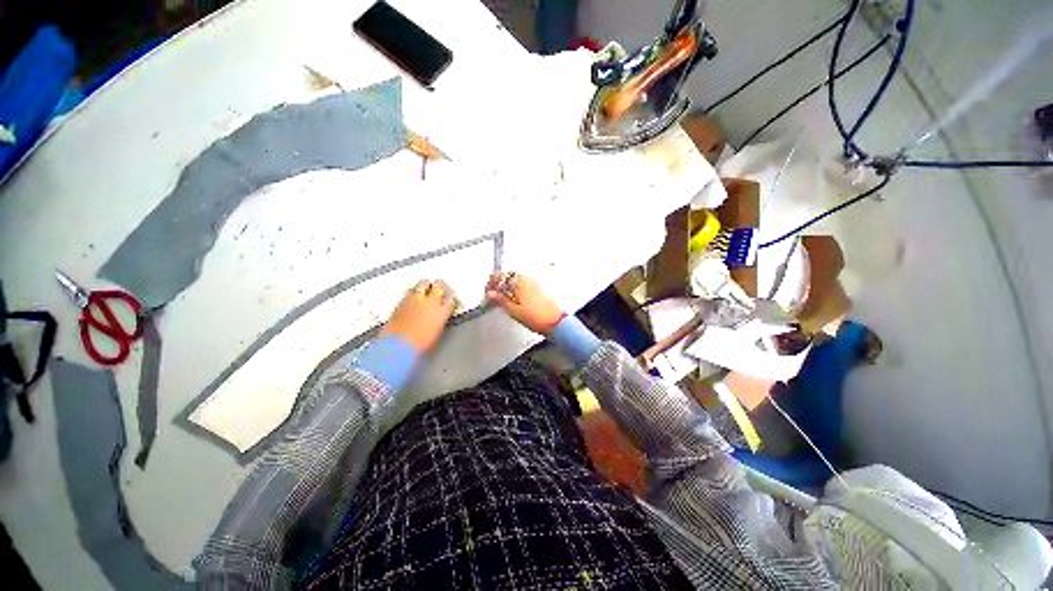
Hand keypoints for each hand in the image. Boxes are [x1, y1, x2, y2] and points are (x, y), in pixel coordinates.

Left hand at [382, 280, 457, 351]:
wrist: (397, 347)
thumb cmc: (417, 346)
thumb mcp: (437, 334)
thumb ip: (440, 320)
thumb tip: (440, 316)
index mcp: (442, 312)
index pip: (451, 299)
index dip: (451, 300)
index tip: (450, 301)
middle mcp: (429, 302)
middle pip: (439, 285)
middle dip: (440, 287)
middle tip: (440, 290)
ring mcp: (415, 299)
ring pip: (424, 283)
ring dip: (426, 286)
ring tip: (426, 289)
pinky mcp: (401, 300)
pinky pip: (411, 290)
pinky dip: (414, 291)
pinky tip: (414, 296)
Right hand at [485, 272, 563, 334]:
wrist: (555, 322)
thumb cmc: (537, 317)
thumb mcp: (513, 310)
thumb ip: (500, 300)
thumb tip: (491, 294)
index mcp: (518, 281)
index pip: (499, 275)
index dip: (490, 284)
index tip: (487, 293)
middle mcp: (527, 279)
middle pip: (507, 276)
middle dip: (498, 284)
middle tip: (492, 296)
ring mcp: (533, 283)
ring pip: (515, 280)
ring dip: (506, 287)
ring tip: (502, 300)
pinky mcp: (538, 289)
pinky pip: (522, 284)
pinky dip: (515, 289)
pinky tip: (513, 300)